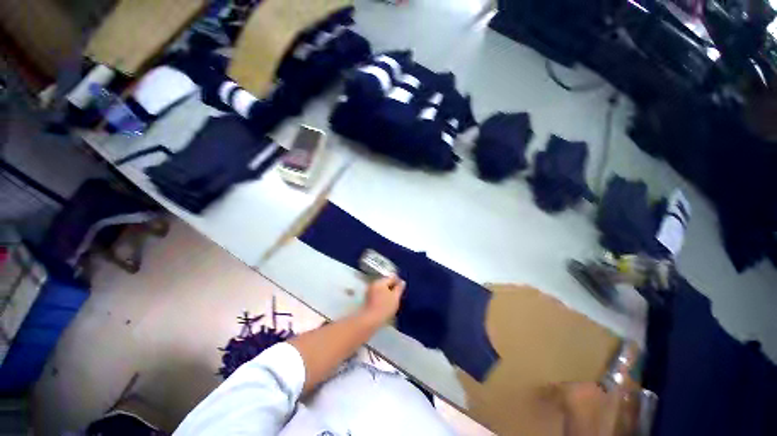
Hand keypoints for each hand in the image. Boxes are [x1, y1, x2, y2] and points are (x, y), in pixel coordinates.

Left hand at [361, 276, 405, 325]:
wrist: (370, 321)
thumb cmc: (384, 308)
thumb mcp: (395, 297)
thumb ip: (399, 288)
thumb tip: (402, 281)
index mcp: (380, 281)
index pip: (391, 278)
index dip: (398, 282)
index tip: (403, 290)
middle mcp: (373, 284)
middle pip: (386, 283)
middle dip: (392, 288)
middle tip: (398, 296)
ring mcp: (369, 291)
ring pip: (382, 289)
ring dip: (387, 293)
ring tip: (393, 302)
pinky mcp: (367, 299)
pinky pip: (378, 295)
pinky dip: (382, 298)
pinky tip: (386, 305)